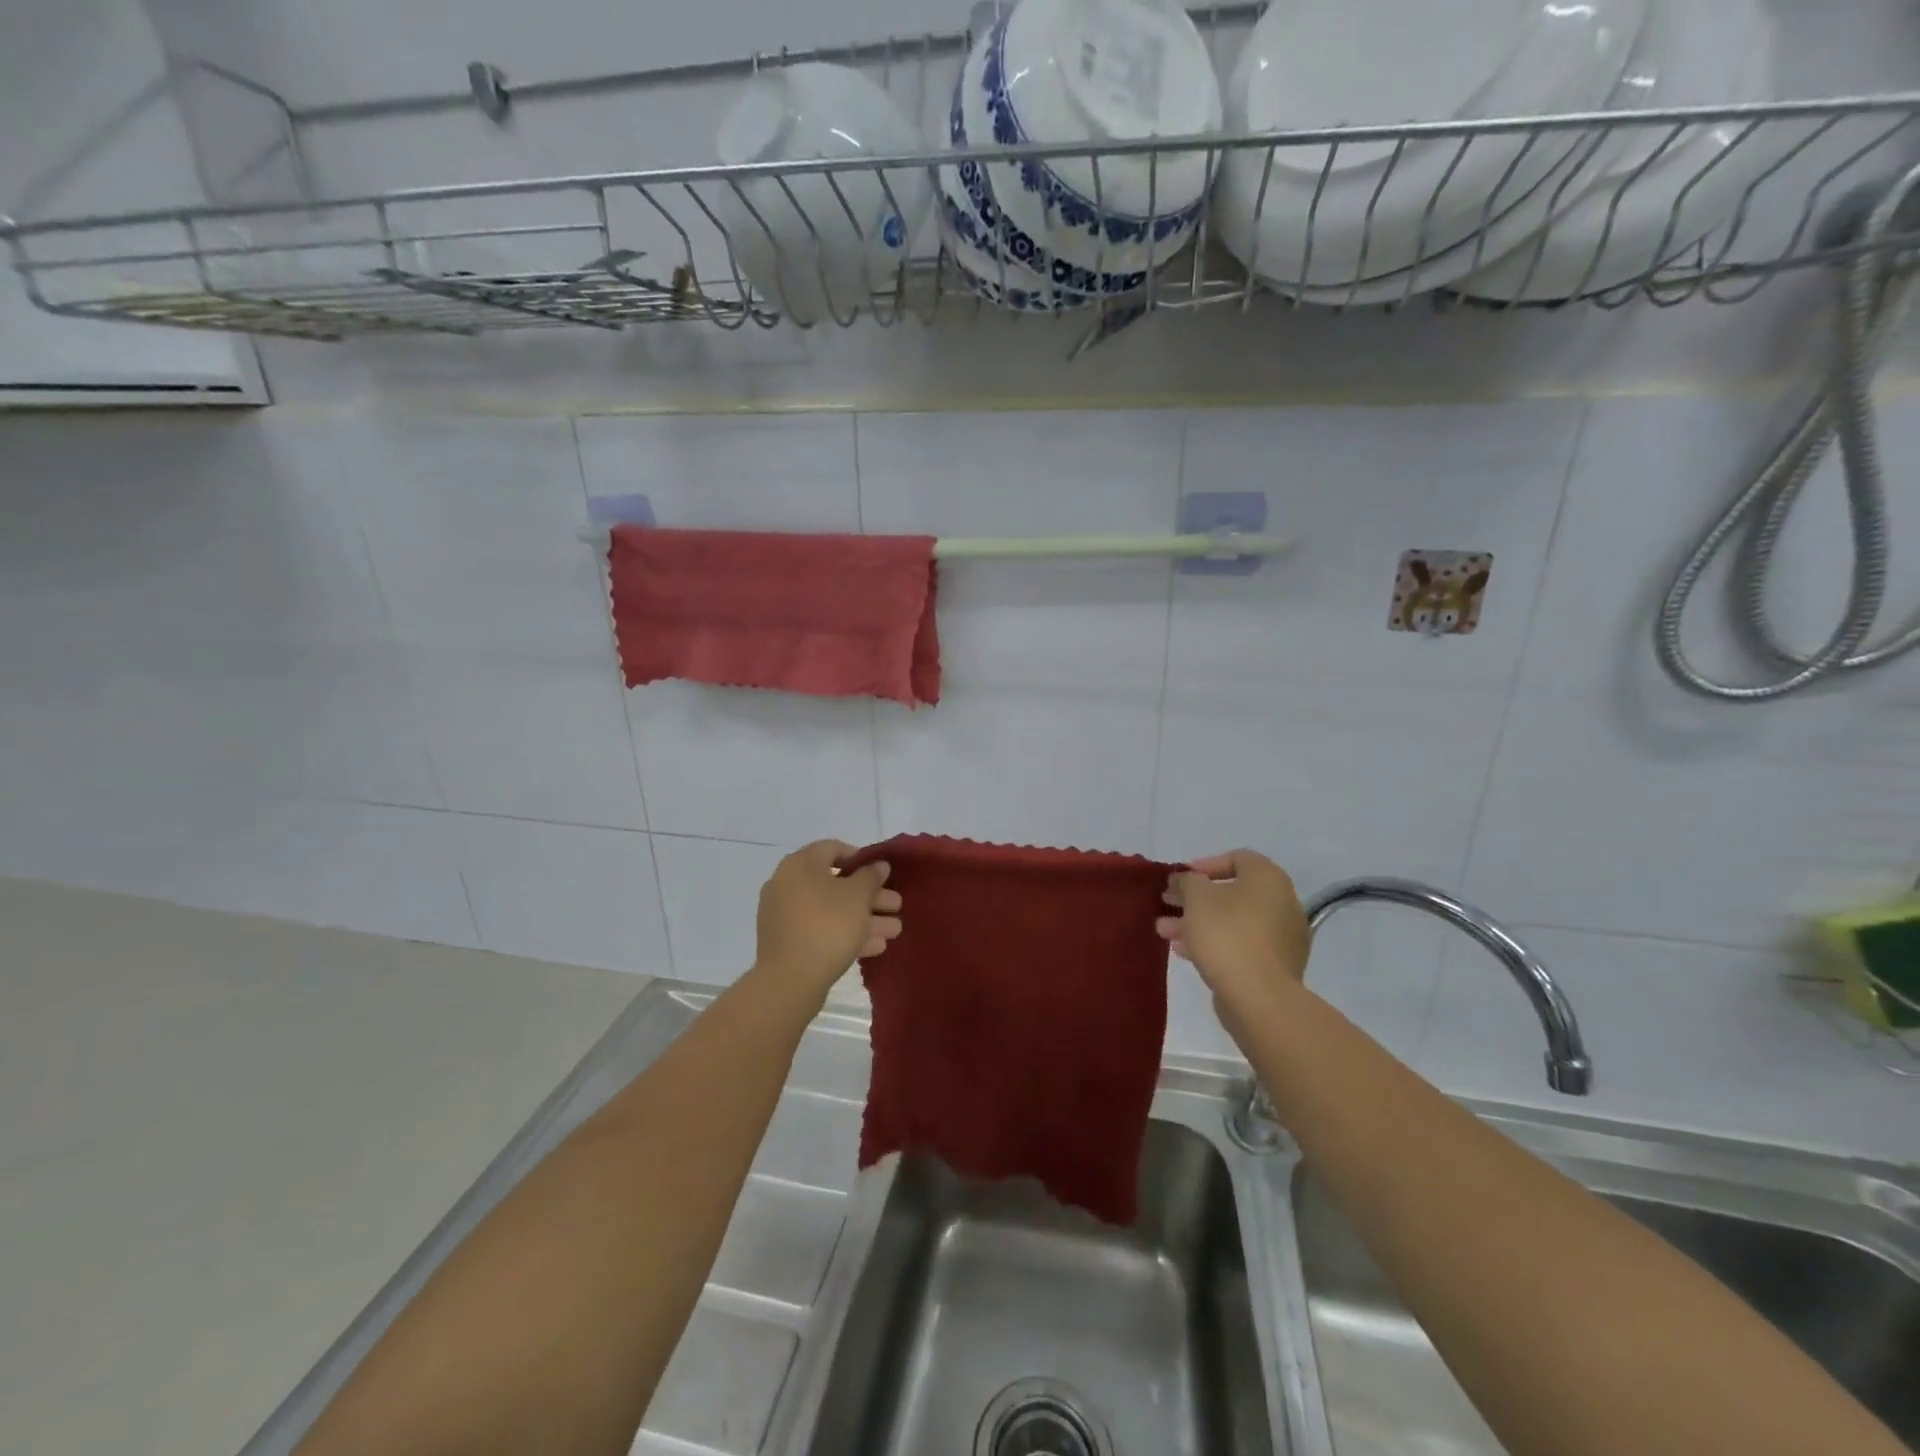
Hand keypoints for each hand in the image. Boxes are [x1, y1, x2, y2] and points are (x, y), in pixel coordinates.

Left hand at [754, 841, 902, 999]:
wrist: (789, 980)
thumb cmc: (827, 925)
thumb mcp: (857, 896)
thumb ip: (871, 876)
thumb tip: (878, 865)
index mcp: (799, 865)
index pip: (832, 849)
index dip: (860, 858)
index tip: (882, 873)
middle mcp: (787, 885)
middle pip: (836, 884)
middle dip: (871, 896)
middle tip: (896, 906)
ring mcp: (785, 916)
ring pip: (831, 910)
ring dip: (864, 918)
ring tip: (894, 931)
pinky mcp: (787, 943)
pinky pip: (821, 930)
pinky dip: (846, 934)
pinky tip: (874, 947)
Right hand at [1157, 850, 1310, 1021]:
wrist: (1259, 997)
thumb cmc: (1226, 934)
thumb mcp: (1196, 897)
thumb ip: (1186, 881)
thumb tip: (1184, 880)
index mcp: (1269, 879)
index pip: (1237, 858)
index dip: (1204, 865)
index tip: (1180, 880)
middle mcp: (1282, 903)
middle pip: (1232, 893)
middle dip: (1194, 899)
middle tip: (1167, 904)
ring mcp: (1282, 937)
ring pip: (1232, 921)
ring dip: (1197, 923)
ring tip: (1165, 932)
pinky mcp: (1275, 966)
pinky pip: (1240, 945)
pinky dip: (1214, 943)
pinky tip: (1185, 952)